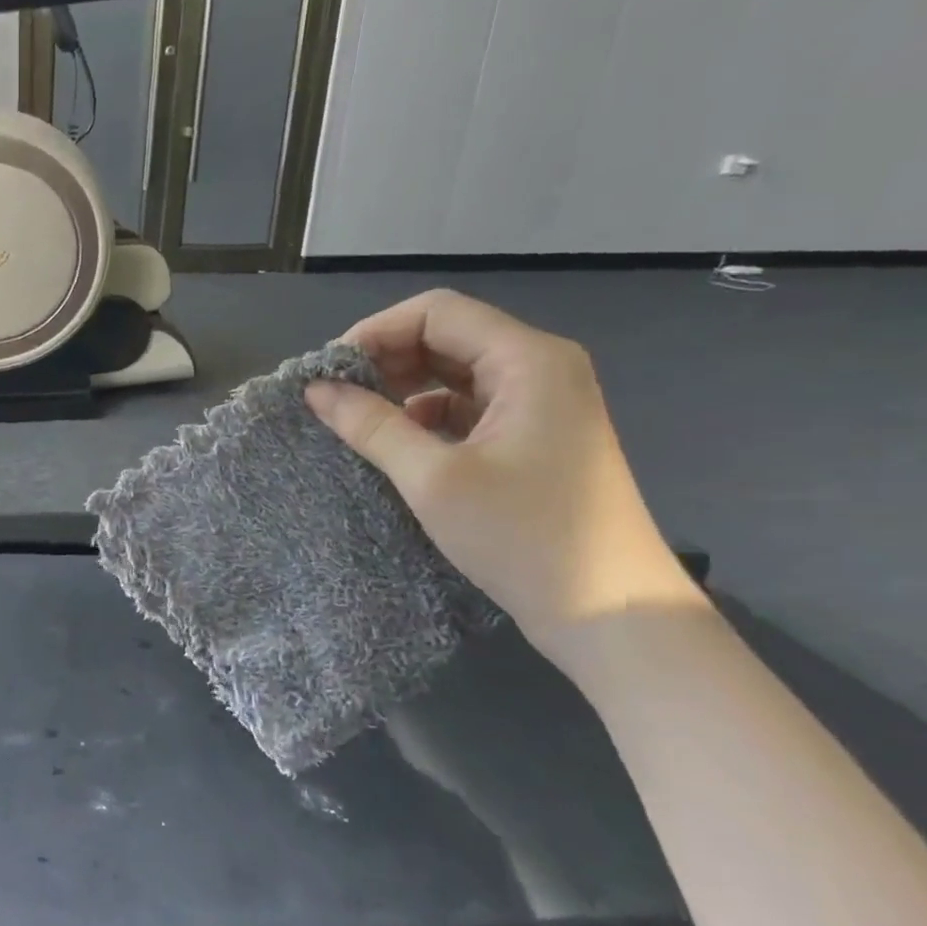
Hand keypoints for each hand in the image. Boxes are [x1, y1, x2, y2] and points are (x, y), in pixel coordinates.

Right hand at [304, 289, 701, 652]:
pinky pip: (468, 405)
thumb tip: (315, 390)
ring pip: (455, 372)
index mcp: (528, 360)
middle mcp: (539, 368)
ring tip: (356, 419)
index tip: (329, 371)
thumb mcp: (433, 478)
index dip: (375, 332)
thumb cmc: (523, 536)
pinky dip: (425, 415)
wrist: (610, 612)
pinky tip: (397, 443)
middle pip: (447, 336)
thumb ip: (370, 425)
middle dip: (385, 359)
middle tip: (334, 396)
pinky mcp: (534, 437)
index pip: (436, 312)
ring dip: (402, 387)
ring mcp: (540, 403)